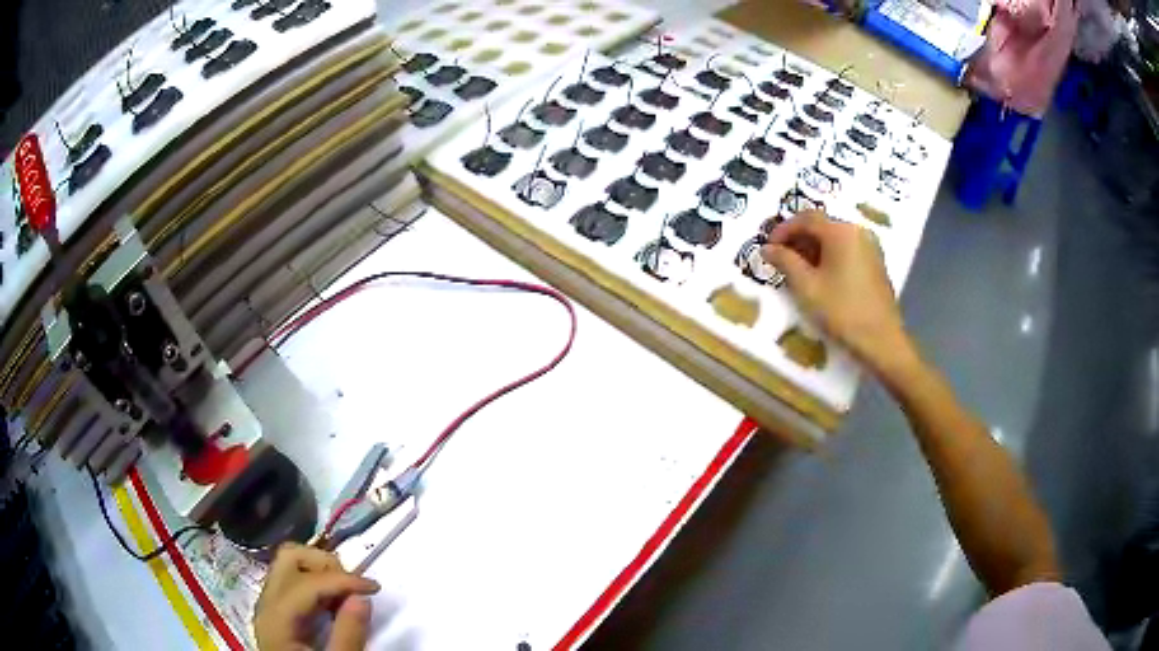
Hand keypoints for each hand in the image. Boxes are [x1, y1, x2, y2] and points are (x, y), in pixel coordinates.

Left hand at [254, 543, 379, 650]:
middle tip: (354, 588)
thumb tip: (362, 597)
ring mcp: (269, 605)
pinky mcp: (278, 612)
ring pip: (290, 564)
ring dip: (320, 571)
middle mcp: (267, 603)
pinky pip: (293, 581)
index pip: (307, 580)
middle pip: (290, 558)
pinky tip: (334, 604)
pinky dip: (316, 583)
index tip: (374, 588)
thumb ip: (348, 634)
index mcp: (276, 617)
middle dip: (325, 565)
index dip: (342, 580)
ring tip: (346, 596)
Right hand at [762, 211, 913, 374]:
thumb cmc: (841, 310)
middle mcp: (857, 231)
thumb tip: (767, 248)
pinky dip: (830, 256)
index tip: (768, 247)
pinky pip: (847, 250)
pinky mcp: (876, 263)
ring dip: (814, 248)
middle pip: (822, 225)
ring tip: (798, 270)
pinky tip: (822, 277)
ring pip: (835, 238)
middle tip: (781, 259)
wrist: (881, 340)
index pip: (806, 218)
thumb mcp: (806, 286)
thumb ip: (785, 261)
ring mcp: (870, 247)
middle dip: (798, 238)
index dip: (783, 229)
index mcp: (840, 231)